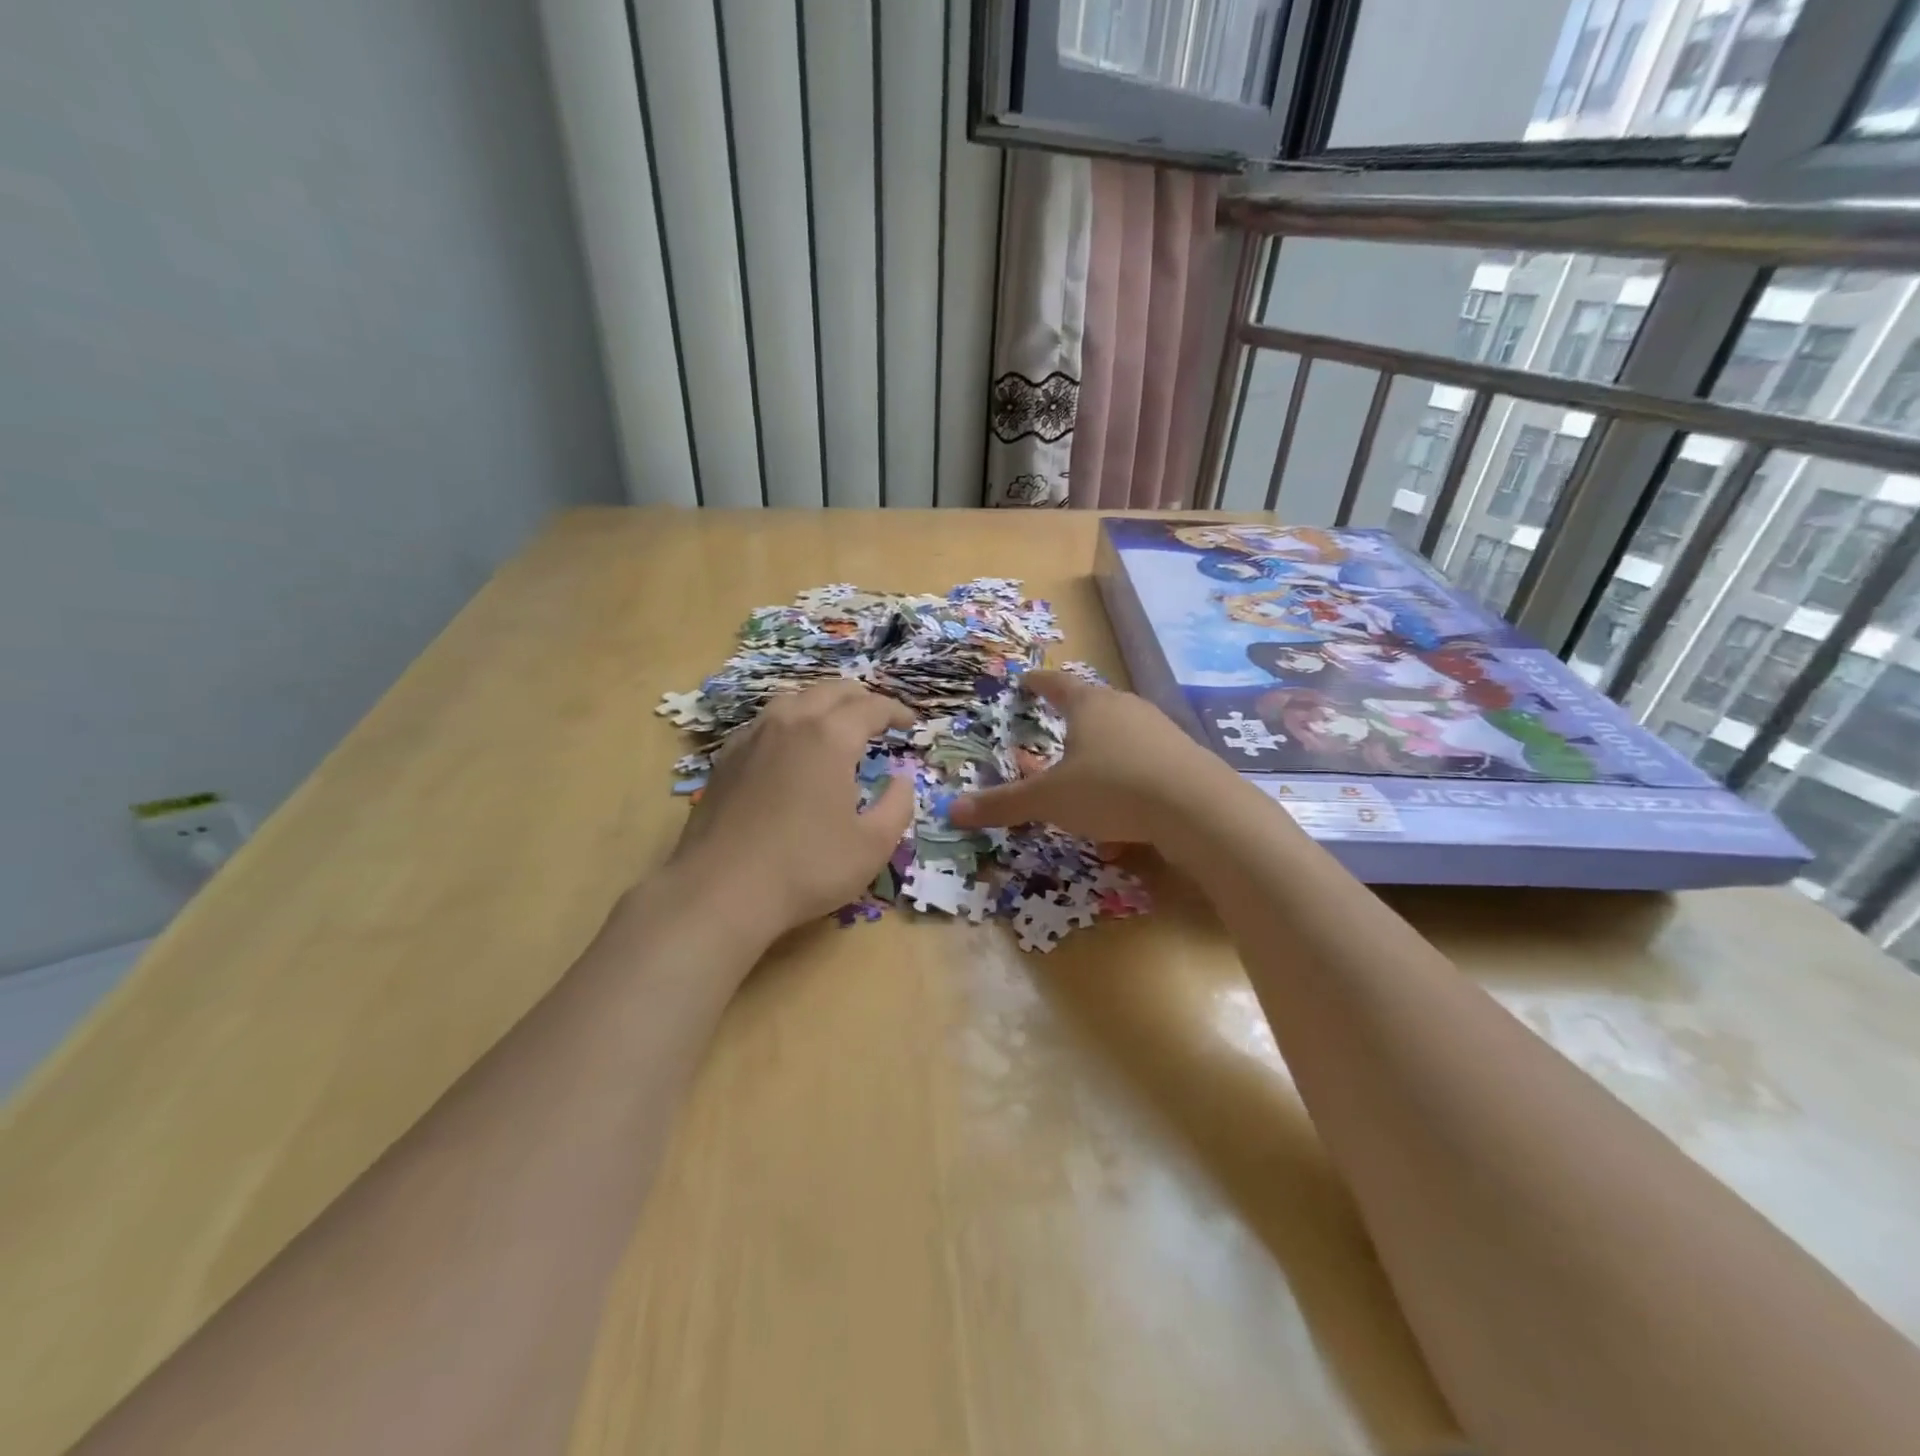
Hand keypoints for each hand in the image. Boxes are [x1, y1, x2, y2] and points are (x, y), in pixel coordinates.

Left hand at [671, 681, 917, 936]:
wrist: (721, 891)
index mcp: (829, 737)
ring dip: (822, 704)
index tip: (910, 723)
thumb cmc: (807, 868)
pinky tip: (790, 747)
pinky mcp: (726, 758)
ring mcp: (751, 737)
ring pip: (793, 700)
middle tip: (878, 718)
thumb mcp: (872, 845)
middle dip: (860, 698)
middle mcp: (789, 723)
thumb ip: (897, 805)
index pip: (870, 707)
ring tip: (836, 724)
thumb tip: (901, 780)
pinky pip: (765, 723)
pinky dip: (789, 723)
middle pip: (830, 691)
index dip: (895, 711)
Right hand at [948, 670, 1232, 844]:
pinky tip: (1122, 820)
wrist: (1198, 809)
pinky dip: (1126, 784)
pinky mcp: (1183, 758)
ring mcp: (1160, 731)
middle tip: (1053, 729)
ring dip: (1099, 757)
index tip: (1026, 681)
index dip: (1038, 683)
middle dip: (1070, 722)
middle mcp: (1126, 708)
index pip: (1057, 684)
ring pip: (1119, 739)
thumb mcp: (1049, 801)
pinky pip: (1143, 766)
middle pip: (1092, 707)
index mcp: (1090, 705)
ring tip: (1084, 783)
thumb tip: (952, 810)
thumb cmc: (1111, 789)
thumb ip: (1003, 804)